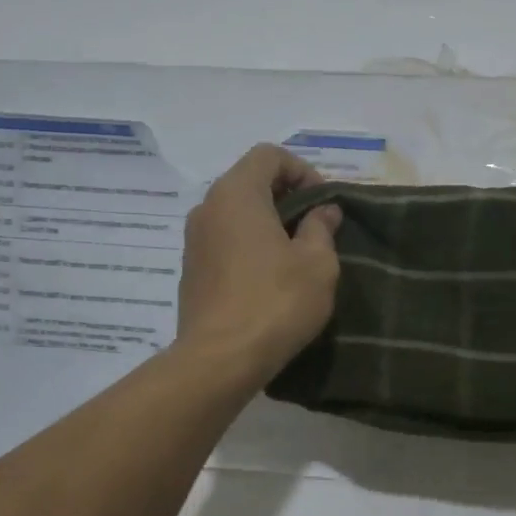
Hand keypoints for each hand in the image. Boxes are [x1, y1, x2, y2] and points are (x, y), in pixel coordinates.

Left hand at [176, 144, 342, 381]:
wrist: (219, 359)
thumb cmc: (275, 302)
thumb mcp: (317, 263)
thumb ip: (322, 228)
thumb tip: (323, 211)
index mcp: (237, 193)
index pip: (269, 155)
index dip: (302, 170)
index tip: (323, 203)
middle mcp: (207, 207)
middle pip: (250, 181)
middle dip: (287, 197)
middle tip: (316, 227)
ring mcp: (194, 240)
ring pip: (236, 214)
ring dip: (268, 223)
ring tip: (297, 255)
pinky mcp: (191, 270)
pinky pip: (224, 241)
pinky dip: (249, 245)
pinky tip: (271, 278)